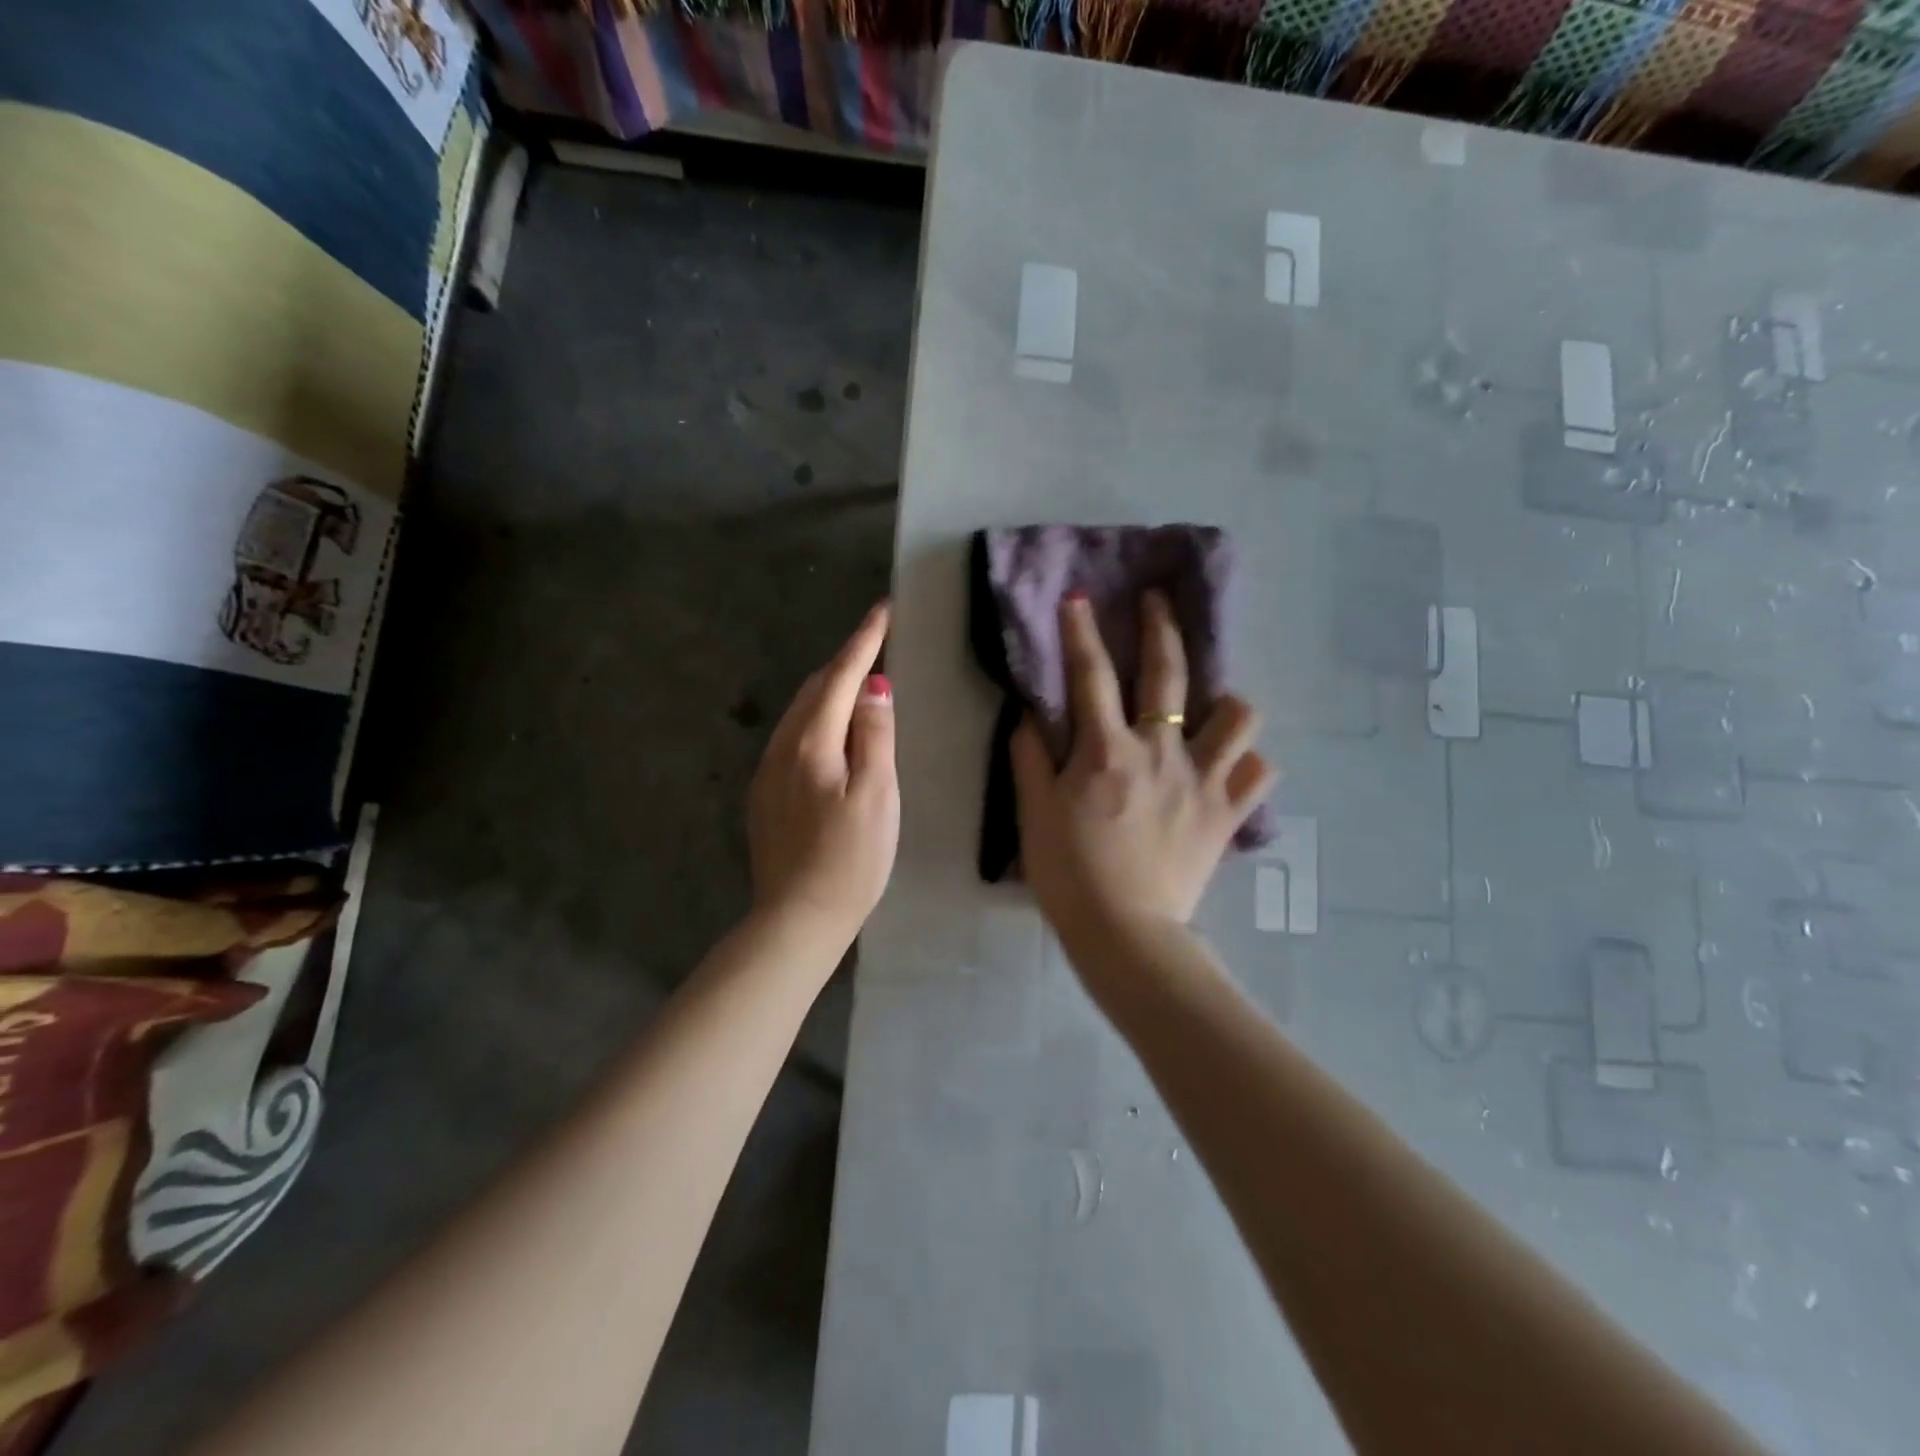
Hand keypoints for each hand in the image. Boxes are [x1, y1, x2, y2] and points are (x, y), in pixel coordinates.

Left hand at [748, 602, 899, 950]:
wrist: (796, 920)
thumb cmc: (850, 861)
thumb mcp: (877, 797)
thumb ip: (875, 737)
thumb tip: (875, 686)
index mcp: (811, 743)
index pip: (842, 677)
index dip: (864, 640)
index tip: (883, 609)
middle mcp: (781, 748)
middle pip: (815, 689)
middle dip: (845, 659)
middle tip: (876, 640)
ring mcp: (768, 773)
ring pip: (800, 712)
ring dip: (830, 688)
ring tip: (859, 678)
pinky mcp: (765, 796)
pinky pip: (792, 737)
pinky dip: (816, 718)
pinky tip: (830, 729)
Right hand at [1011, 591, 1273, 943]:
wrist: (1125, 933)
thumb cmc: (1069, 872)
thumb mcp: (1034, 813)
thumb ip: (1030, 758)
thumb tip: (1030, 715)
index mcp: (1107, 750)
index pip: (1091, 676)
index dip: (1081, 632)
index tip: (1079, 598)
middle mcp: (1160, 752)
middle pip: (1169, 674)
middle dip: (1160, 627)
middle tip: (1157, 601)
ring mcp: (1202, 780)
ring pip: (1239, 716)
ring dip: (1227, 701)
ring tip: (1214, 705)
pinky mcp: (1227, 813)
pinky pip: (1258, 773)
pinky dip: (1248, 763)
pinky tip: (1232, 766)